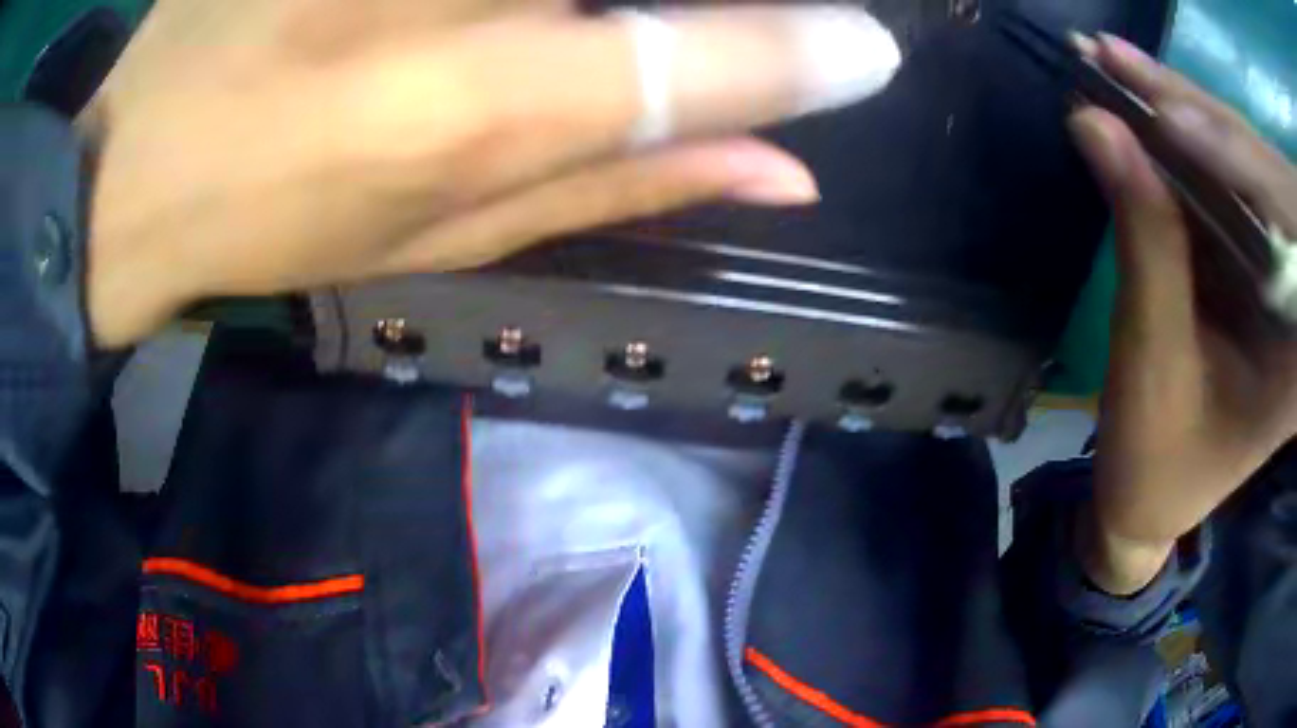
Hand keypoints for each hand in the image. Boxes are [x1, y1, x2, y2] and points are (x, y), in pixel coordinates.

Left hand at [81, 0, 900, 346]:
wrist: (131, 170)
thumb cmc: (265, 223)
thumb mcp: (441, 237)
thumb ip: (626, 187)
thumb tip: (789, 173)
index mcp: (477, 109)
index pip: (708, 56)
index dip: (812, 48)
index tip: (874, 52)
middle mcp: (452, 0)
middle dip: (747, 13)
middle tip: (805, 31)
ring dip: (629, 12)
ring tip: (558, 60)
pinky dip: (548, 10)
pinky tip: (514, 29)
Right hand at [1067, 35, 1296, 593]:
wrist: (1151, 493)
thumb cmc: (1156, 458)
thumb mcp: (1153, 362)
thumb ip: (1144, 240)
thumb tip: (1095, 122)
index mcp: (1296, 353)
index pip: (1287, 231)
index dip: (1239, 164)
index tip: (1172, 120)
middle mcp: (1295, 300)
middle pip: (1266, 178)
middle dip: (1204, 118)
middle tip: (1122, 64)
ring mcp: (1275, 270)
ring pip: (1243, 163)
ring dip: (1183, 110)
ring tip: (1117, 66)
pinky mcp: (1250, 253)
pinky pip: (1225, 174)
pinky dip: (1182, 133)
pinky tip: (1140, 99)